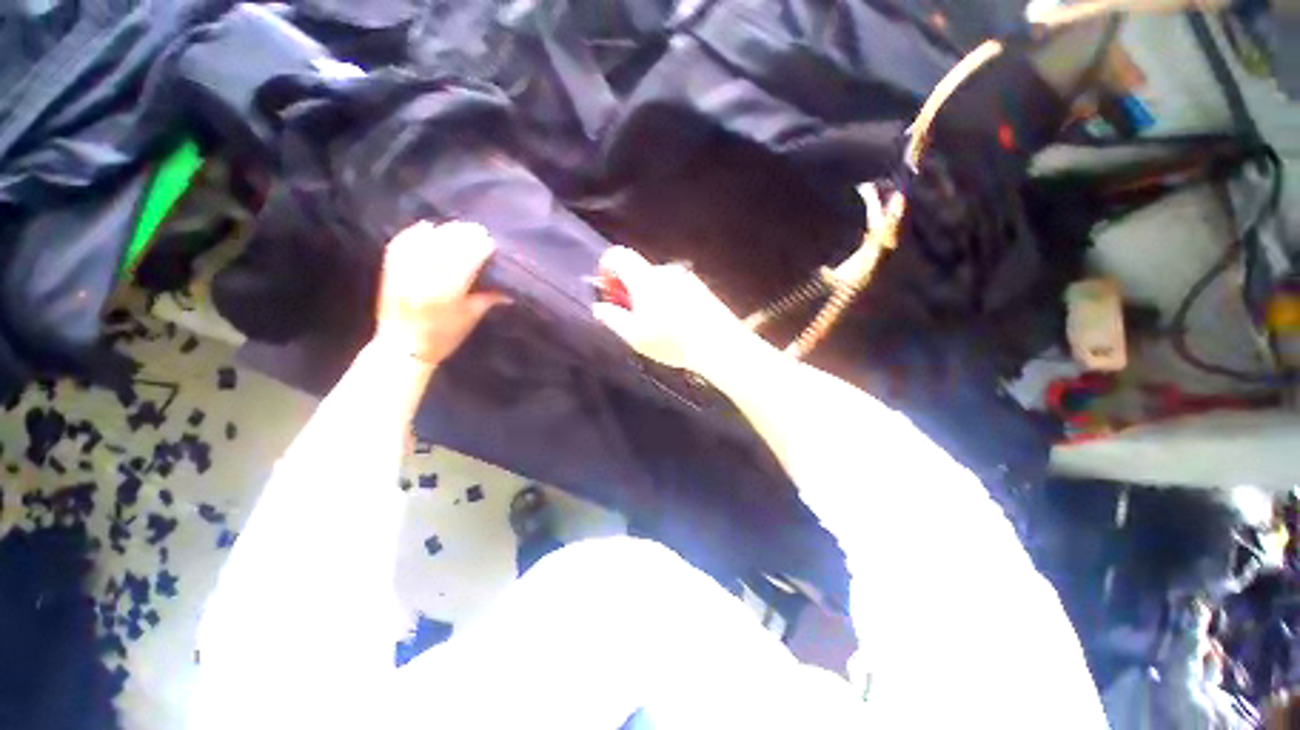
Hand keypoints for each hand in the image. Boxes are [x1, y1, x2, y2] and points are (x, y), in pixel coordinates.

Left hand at [374, 221, 508, 364]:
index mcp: (447, 294)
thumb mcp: (470, 319)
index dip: (478, 247)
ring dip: (441, 231)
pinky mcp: (389, 272)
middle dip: (462, 234)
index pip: (465, 261)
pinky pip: (400, 245)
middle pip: (444, 246)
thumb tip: (509, 291)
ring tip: (455, 226)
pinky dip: (413, 233)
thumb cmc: (442, 338)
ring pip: (422, 242)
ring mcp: (404, 274)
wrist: (401, 348)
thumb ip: (488, 300)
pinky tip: (426, 227)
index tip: (490, 241)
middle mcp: (424, 280)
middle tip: (476, 229)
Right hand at [592, 246, 764, 374]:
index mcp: (646, 279)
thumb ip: (613, 319)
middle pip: (638, 271)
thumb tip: (599, 307)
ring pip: (657, 281)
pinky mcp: (701, 287)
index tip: (609, 291)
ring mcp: (686, 277)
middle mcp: (666, 271)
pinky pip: (675, 287)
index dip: (607, 268)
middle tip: (632, 317)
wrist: (719, 345)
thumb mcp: (636, 336)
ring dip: (649, 296)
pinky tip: (676, 323)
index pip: (618, 255)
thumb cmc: (672, 342)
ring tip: (657, 325)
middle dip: (629, 289)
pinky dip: (667, 299)